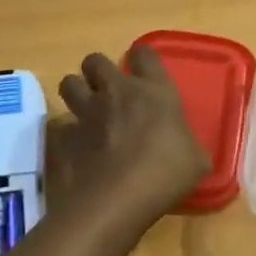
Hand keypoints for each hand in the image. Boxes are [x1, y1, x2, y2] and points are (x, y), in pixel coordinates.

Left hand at [54, 48, 208, 226]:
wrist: (114, 201)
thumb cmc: (165, 175)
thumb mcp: (196, 160)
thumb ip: (187, 143)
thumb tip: (185, 147)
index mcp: (153, 91)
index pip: (145, 53)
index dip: (142, 58)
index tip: (143, 70)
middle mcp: (115, 92)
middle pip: (95, 61)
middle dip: (98, 72)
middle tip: (107, 91)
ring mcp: (84, 113)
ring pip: (69, 83)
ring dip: (76, 93)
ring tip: (85, 112)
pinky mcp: (61, 137)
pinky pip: (58, 126)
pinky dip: (64, 134)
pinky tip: (73, 148)